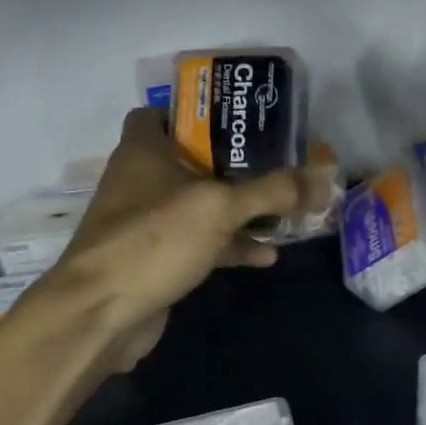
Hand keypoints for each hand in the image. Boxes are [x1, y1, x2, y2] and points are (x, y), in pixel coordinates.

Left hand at [36, 108, 329, 371]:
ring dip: (239, 209)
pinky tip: (267, 255)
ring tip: (285, 210)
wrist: (101, 314)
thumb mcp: (220, 207)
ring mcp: (148, 222)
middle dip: (236, 164)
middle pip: (194, 159)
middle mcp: (143, 179)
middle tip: (279, 162)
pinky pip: (201, 242)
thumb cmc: (154, 239)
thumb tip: (324, 178)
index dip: (199, 111)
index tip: (241, 119)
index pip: (164, 112)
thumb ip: (274, 191)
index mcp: (145, 149)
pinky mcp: (157, 258)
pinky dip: (231, 246)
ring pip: (201, 204)